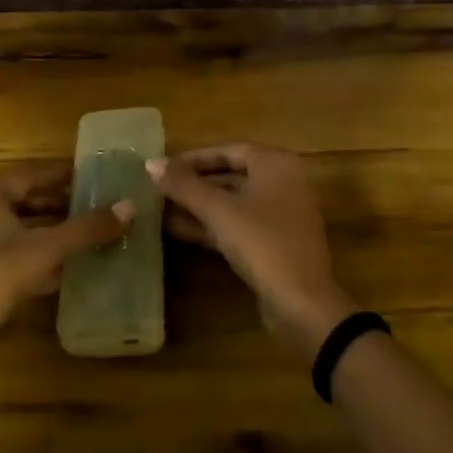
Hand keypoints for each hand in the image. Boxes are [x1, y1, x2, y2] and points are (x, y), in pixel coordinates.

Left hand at [0, 166, 130, 368]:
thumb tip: (130, 206)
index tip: (90, 175)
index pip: (29, 175)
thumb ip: (87, 228)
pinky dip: (31, 255)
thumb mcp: (46, 251)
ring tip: (80, 236)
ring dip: (45, 232)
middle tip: (91, 206)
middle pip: (21, 202)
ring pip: (13, 230)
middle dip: (56, 205)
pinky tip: (56, 270)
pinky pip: (5, 254)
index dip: (61, 174)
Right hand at [150, 143, 357, 362]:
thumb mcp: (218, 211)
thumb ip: (184, 185)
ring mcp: (281, 214)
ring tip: (160, 209)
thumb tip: (151, 163)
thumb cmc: (262, 242)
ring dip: (199, 206)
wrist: (302, 303)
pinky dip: (212, 225)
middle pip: (231, 175)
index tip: (164, 166)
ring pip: (233, 202)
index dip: (194, 158)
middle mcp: (283, 182)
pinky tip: (178, 230)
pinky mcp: (275, 243)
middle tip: (159, 188)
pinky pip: (238, 224)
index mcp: (275, 164)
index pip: (228, 150)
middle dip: (194, 184)